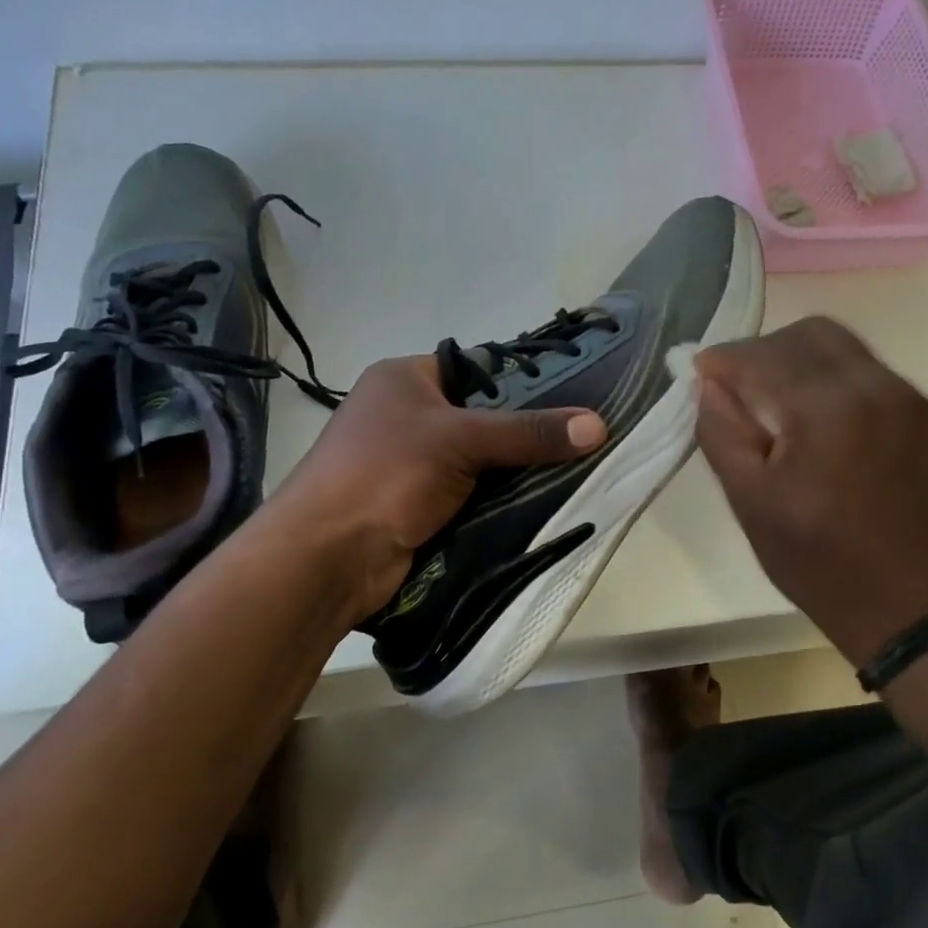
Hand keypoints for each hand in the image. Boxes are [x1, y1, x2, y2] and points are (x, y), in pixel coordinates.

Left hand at [269, 356, 606, 619]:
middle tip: (581, 440)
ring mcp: (410, 465)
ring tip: (574, 471)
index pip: (476, 369)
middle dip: (524, 433)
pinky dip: (498, 501)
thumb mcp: (460, 440)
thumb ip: (528, 432)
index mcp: (404, 379)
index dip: (522, 382)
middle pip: (481, 418)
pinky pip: (470, 495)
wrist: (328, 557)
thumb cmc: (386, 474)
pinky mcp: (418, 507)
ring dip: (514, 472)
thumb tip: (598, 425)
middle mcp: (406, 416)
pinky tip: (540, 503)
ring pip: (479, 462)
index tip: (573, 397)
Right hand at [694, 317, 927, 665]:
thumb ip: (721, 433)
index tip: (698, 372)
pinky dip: (829, 376)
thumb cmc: (819, 562)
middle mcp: (873, 385)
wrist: (912, 604)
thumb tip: (708, 384)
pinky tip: (815, 417)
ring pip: (839, 345)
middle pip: (805, 334)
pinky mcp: (924, 412)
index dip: (723, 359)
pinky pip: (866, 370)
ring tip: (772, 401)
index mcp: (826, 409)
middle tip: (735, 388)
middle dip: (761, 351)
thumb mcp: (751, 504)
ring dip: (796, 358)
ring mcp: (906, 396)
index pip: (762, 356)